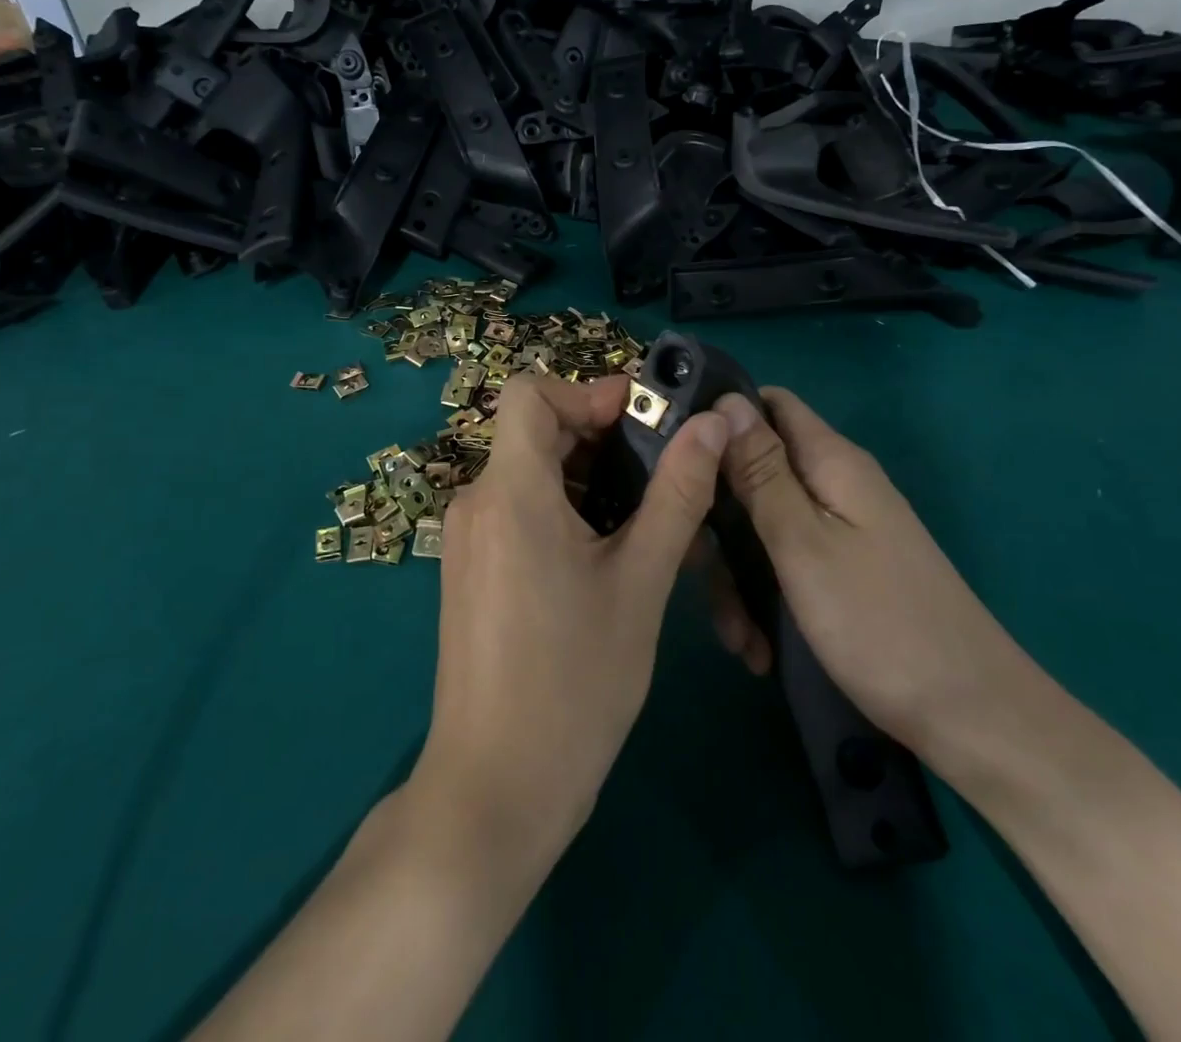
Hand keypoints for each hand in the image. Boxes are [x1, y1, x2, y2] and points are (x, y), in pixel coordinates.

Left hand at [408, 373, 728, 875]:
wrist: (497, 788)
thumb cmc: (575, 683)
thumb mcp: (641, 582)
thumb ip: (677, 494)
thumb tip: (712, 424)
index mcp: (510, 492)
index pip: (530, 392)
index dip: (587, 392)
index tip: (644, 422)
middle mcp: (477, 502)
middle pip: (534, 432)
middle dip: (600, 437)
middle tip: (664, 470)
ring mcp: (469, 538)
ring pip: (530, 473)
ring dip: (589, 478)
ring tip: (649, 517)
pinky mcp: (472, 569)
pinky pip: (519, 511)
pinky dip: (564, 509)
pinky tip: (609, 553)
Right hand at [709, 388, 1031, 754]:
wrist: (973, 720)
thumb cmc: (880, 624)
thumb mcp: (803, 543)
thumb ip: (761, 471)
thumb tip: (726, 401)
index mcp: (831, 463)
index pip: (767, 404)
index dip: (719, 419)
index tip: (674, 456)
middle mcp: (835, 486)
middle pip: (755, 471)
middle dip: (718, 517)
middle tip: (695, 569)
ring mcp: (841, 531)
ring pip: (762, 526)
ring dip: (737, 573)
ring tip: (735, 634)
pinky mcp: (841, 571)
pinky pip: (784, 564)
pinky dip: (763, 597)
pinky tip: (758, 646)